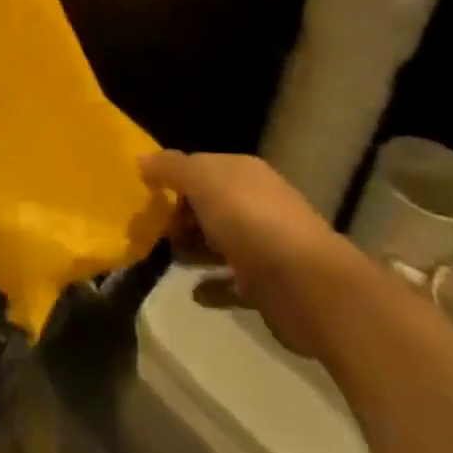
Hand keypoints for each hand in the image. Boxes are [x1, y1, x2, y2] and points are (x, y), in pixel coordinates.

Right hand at [140, 150, 362, 356]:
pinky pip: (231, 282)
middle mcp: (255, 202)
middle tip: (153, 231)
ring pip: (218, 242)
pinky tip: (194, 293)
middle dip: (180, 216)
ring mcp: (264, 245)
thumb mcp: (203, 181)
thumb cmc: (250, 222)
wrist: (310, 287)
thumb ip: (170, 167)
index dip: (172, 178)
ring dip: (193, 249)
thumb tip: (142, 160)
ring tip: (168, 259)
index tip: (146, 196)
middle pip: (209, 204)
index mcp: (242, 173)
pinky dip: (212, 286)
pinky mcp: (267, 286)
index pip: (200, 167)